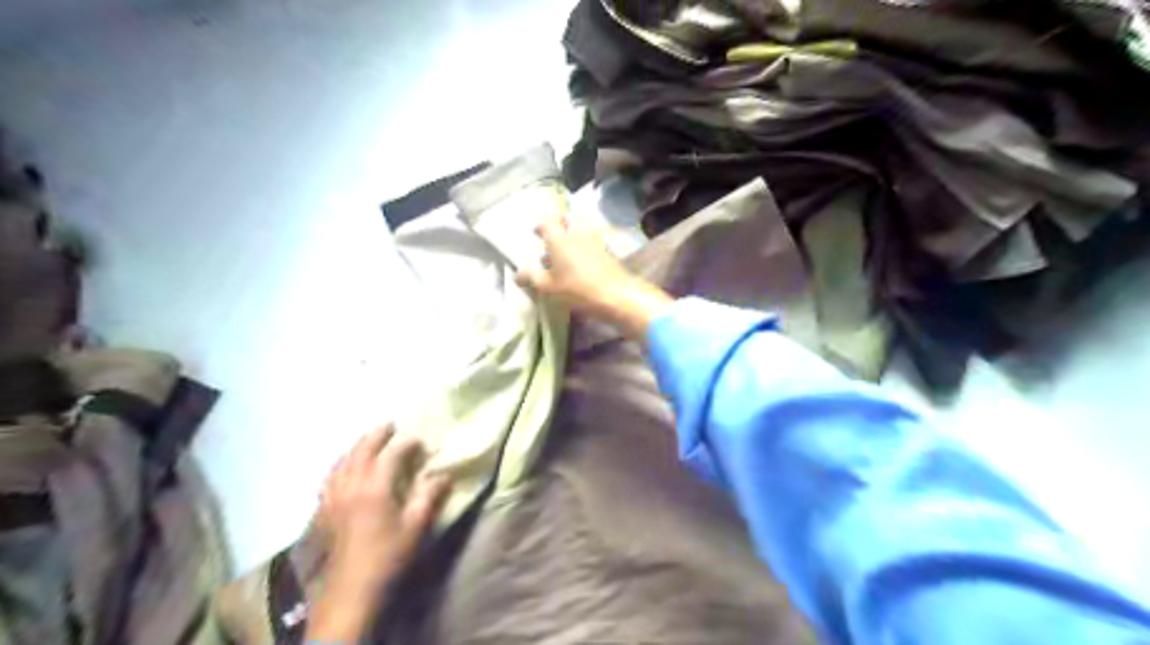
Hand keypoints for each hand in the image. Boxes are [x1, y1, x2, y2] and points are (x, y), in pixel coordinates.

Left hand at [308, 425, 450, 641]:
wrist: (351, 591)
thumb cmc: (387, 557)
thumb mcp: (415, 527)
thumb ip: (429, 497)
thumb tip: (445, 475)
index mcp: (375, 488)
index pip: (391, 455)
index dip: (406, 444)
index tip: (418, 442)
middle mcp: (350, 486)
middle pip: (360, 451)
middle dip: (376, 435)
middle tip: (389, 426)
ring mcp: (332, 497)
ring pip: (341, 461)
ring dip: (355, 447)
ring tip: (367, 441)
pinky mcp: (323, 510)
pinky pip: (329, 477)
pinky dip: (339, 465)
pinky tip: (342, 468)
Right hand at [514, 213, 675, 339]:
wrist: (617, 295)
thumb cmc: (577, 289)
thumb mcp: (549, 287)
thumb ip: (532, 278)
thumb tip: (517, 274)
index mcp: (560, 238)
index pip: (547, 221)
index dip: (541, 226)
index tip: (536, 233)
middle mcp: (577, 233)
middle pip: (568, 219)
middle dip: (560, 225)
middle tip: (553, 237)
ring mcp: (596, 240)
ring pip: (581, 229)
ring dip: (572, 236)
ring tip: (565, 253)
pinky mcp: (608, 250)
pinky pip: (592, 241)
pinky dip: (585, 246)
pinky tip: (581, 262)